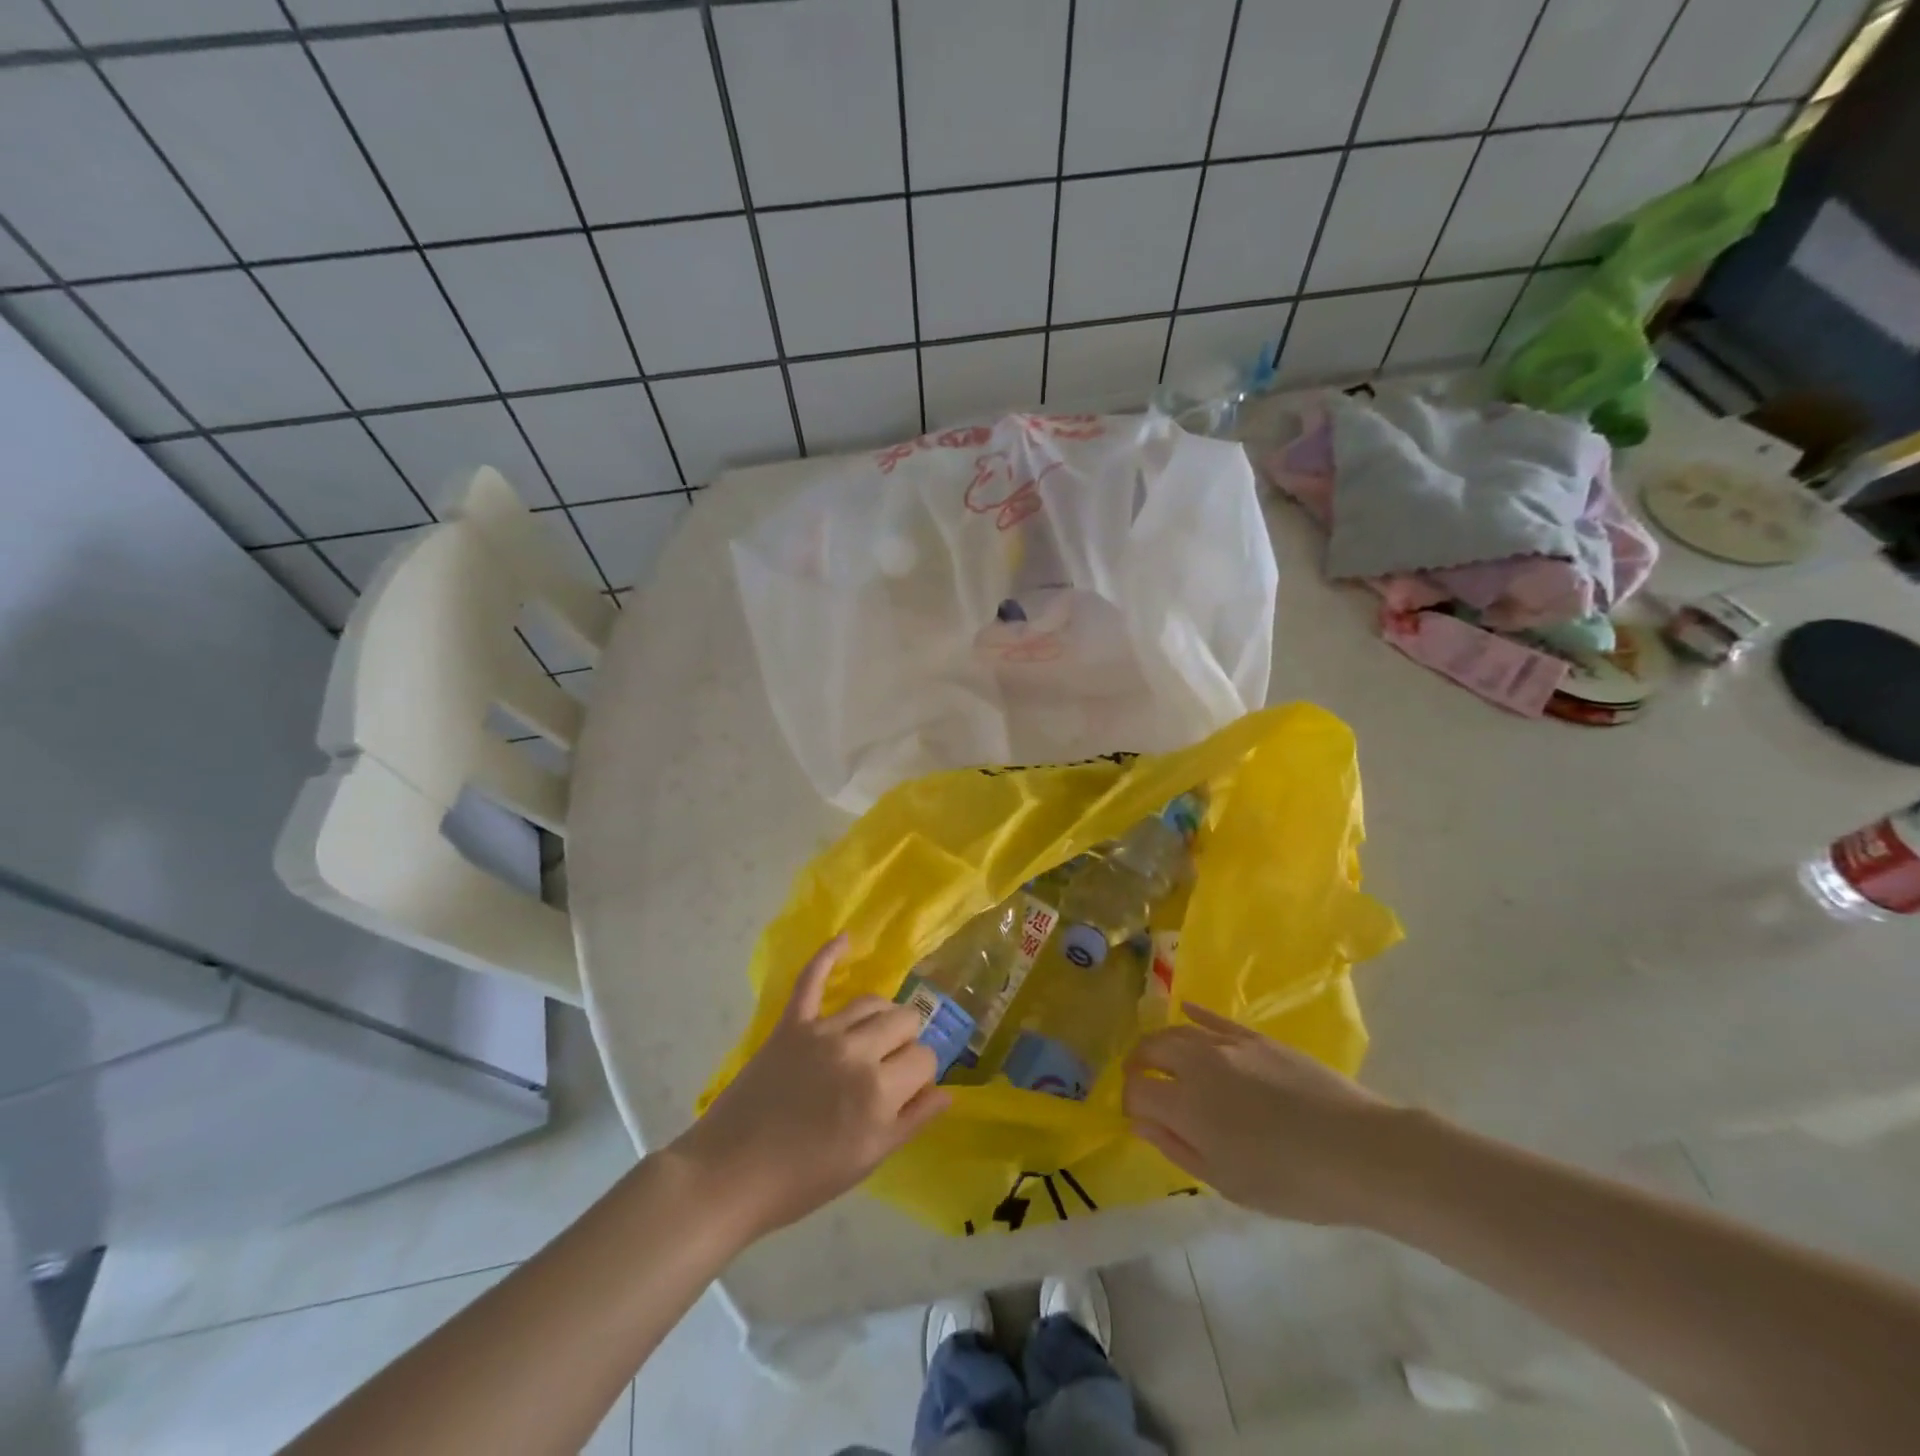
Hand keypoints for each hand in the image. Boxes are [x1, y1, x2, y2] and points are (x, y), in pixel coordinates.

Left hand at [671, 937, 948, 1240]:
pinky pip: (812, 979)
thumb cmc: (803, 1179)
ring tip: (876, 1034)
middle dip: (907, 1041)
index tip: (907, 1090)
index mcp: (880, 1092)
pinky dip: (829, 954)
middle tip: (890, 1066)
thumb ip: (911, 1122)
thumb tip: (947, 1091)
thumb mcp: (868, 1161)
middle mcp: (857, 1052)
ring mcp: (822, 1032)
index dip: (921, 1074)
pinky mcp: (791, 1024)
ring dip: (882, 1015)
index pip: (924, 1058)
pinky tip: (846, 938)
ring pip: (872, 1001)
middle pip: (905, 1021)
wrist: (730, 1175)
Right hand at [1124, 1002, 1398, 1225]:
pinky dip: (1194, 1014)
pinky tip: (1185, 1010)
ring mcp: (1228, 1044)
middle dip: (1138, 1065)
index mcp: (1187, 1105)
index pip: (1136, 1090)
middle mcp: (1198, 1063)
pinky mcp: (1255, 1037)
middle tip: (1141, 1083)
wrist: (1359, 1151)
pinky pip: (1213, 1018)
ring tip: (1162, 1059)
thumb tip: (1140, 1123)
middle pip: (1151, 1050)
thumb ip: (1177, 1148)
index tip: (1137, 1119)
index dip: (1129, 1103)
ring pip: (1178, 1031)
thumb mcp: (1227, 1182)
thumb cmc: (1292, 1181)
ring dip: (1162, 1044)